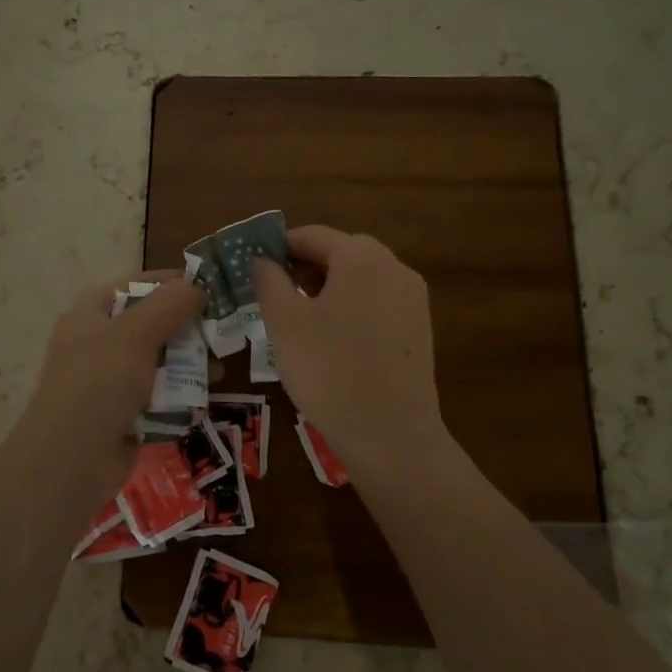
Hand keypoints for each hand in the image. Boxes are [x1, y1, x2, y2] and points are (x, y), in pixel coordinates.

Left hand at [12, 271, 204, 473]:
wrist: (69, 463)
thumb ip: (170, 304)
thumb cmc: (99, 385)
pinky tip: (202, 396)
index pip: (136, 285)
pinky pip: (157, 394)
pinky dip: (178, 392)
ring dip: (188, 361)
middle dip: (187, 326)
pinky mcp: (123, 414)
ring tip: (219, 368)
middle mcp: (98, 342)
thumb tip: (198, 284)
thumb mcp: (135, 334)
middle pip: (150, 323)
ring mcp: (109, 381)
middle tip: (223, 330)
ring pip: (158, 360)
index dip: (172, 282)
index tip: (211, 286)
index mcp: (91, 314)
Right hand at [253, 226, 444, 481]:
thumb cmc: (329, 371)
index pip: (310, 235)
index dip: (277, 248)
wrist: (390, 435)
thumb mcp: (285, 322)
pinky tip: (331, 340)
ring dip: (325, 288)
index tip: (252, 269)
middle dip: (302, 268)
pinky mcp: (419, 327)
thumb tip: (262, 259)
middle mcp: (394, 266)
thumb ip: (269, 280)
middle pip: (338, 253)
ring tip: (297, 320)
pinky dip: (349, 308)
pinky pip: (376, 302)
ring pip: (358, 279)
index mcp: (361, 255)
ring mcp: (412, 297)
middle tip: (271, 296)